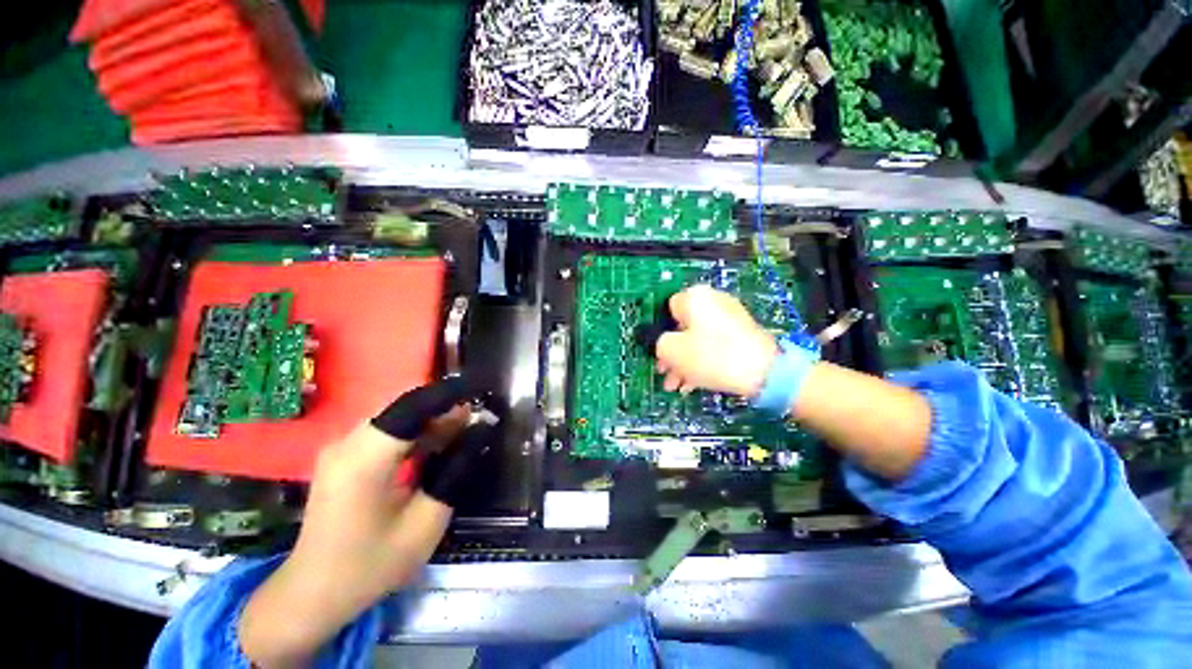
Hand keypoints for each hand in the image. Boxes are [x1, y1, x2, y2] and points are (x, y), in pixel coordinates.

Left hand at [239, 378, 485, 666]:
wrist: (312, 594)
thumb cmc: (371, 564)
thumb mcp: (426, 522)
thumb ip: (455, 470)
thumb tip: (480, 432)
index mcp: (366, 458)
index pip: (414, 406)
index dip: (450, 394)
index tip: (481, 390)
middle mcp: (348, 442)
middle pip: (405, 407)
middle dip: (443, 407)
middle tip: (476, 417)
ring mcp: (341, 448)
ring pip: (397, 416)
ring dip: (431, 419)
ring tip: (463, 429)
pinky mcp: (342, 457)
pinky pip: (386, 431)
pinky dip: (415, 431)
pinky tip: (434, 445)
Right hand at [655, 285, 777, 396]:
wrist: (765, 372)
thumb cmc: (712, 356)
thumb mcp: (672, 351)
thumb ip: (658, 343)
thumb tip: (663, 344)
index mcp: (695, 297)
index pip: (667, 311)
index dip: (660, 334)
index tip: (659, 355)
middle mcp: (713, 300)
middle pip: (682, 327)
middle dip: (672, 354)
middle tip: (666, 374)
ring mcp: (730, 316)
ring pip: (697, 339)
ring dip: (685, 362)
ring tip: (678, 386)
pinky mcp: (742, 333)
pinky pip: (714, 344)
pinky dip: (703, 360)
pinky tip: (694, 384)